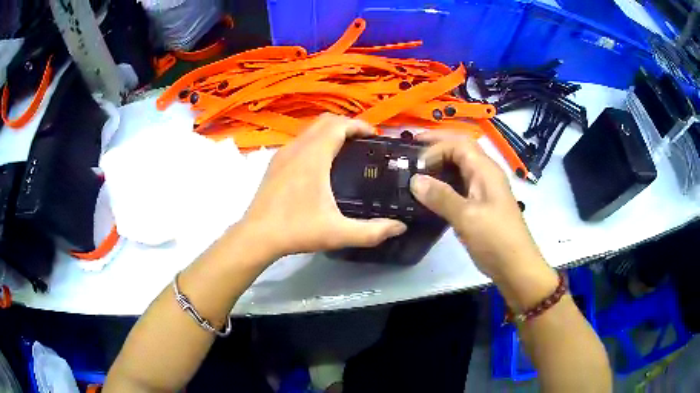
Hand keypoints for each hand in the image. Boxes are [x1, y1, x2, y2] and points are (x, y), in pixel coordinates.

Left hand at [239, 114, 406, 260]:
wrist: (256, 236)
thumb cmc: (296, 230)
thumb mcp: (338, 233)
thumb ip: (372, 231)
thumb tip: (400, 227)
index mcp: (313, 156)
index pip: (339, 124)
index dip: (360, 125)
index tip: (375, 137)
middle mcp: (297, 147)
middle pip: (325, 121)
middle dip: (347, 125)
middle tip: (364, 143)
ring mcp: (283, 153)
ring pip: (310, 129)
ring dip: (330, 132)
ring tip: (346, 151)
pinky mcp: (275, 163)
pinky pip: (300, 140)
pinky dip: (316, 141)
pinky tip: (322, 164)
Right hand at [409, 131, 544, 279]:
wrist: (515, 267)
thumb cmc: (496, 239)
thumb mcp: (467, 217)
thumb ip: (441, 196)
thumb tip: (414, 180)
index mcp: (486, 170)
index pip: (459, 144)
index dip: (436, 147)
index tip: (415, 165)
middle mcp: (485, 174)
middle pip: (460, 150)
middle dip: (436, 147)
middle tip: (410, 153)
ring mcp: (484, 190)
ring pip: (459, 168)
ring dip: (439, 165)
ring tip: (416, 172)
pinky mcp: (480, 206)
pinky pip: (459, 186)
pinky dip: (443, 184)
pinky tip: (430, 195)